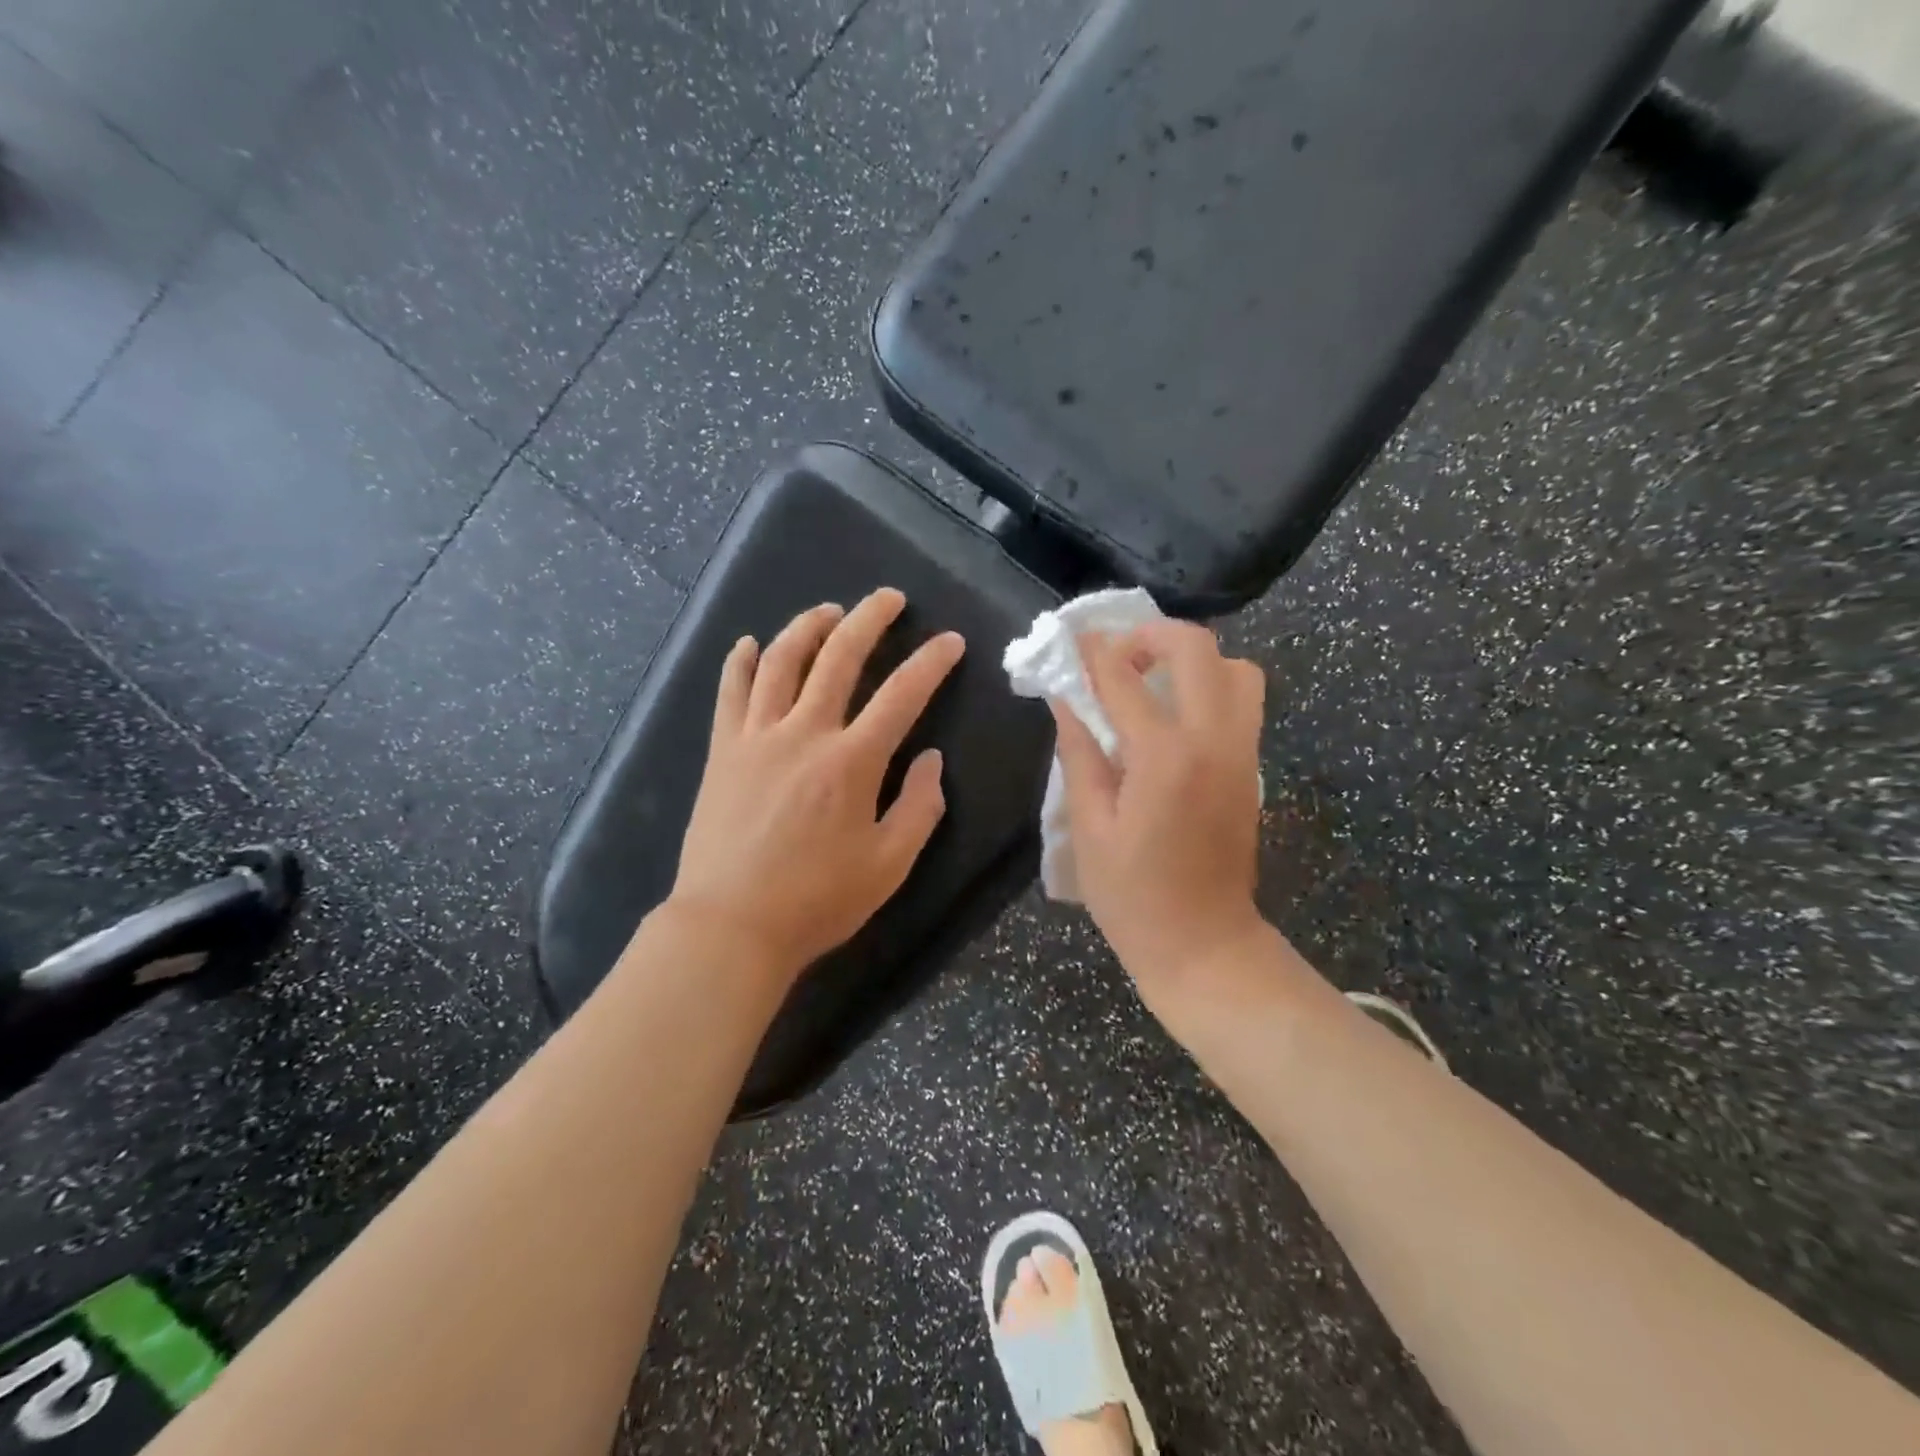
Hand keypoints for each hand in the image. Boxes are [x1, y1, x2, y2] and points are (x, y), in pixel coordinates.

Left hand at [668, 589, 964, 984]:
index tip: (949, 641)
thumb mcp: (889, 866)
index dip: (930, 663)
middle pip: (839, 658)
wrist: (730, 925)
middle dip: (869, 619)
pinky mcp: (722, 751)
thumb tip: (931, 761)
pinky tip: (751, 644)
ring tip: (829, 611)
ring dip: (808, 627)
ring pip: (782, 662)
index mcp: (852, 762)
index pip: (902, 695)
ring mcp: (756, 737)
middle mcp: (804, 733)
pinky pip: (730, 693)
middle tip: (888, 598)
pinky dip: (742, 662)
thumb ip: (919, 808)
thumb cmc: (817, 901)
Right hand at [1052, 621, 1268, 1009]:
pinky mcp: (1252, 767)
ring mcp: (1242, 752)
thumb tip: (1065, 700)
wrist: (1205, 944)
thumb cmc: (1133, 895)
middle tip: (1117, 656)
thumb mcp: (1088, 827)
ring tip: (1152, 681)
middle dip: (1151, 636)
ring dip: (1192, 659)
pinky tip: (1173, 715)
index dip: (1093, 652)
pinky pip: (1242, 701)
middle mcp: (1212, 740)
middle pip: (1196, 649)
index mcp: (1164, 758)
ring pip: (1236, 668)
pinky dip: (1211, 686)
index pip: (1124, 679)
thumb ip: (1079, 754)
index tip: (1072, 638)